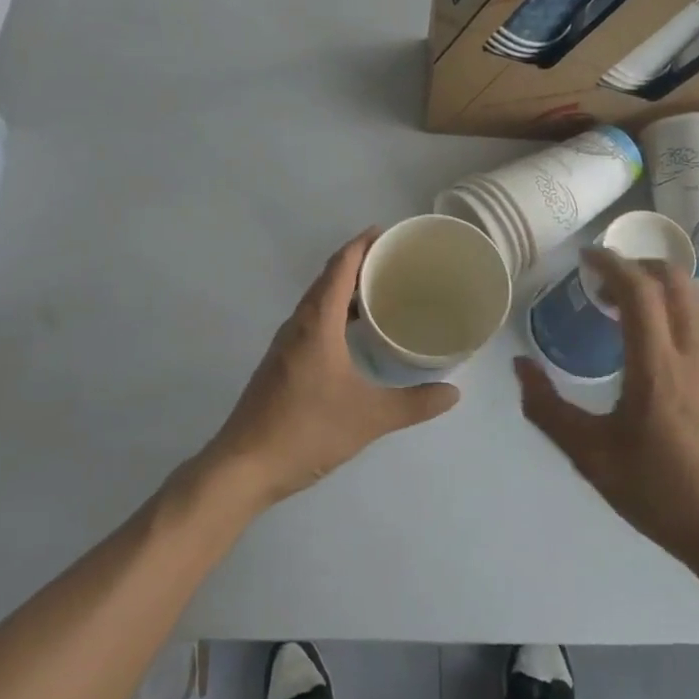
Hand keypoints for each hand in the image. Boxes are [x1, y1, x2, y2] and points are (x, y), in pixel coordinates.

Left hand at [202, 230, 460, 507]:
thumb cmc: (306, 430)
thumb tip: (453, 392)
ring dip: (344, 289)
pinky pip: (311, 321)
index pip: (339, 268)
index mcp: (316, 323)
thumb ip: (413, 404)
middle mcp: (298, 325)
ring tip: (380, 291)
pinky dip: (334, 313)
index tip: (388, 233)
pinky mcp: (281, 363)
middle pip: (327, 279)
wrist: (245, 465)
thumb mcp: (369, 418)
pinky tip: (353, 334)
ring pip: (317, 302)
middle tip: (394, 261)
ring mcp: (285, 344)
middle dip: (358, 263)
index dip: (362, 245)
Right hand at [515, 249, 698, 571]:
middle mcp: (695, 352)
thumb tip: (520, 366)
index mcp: (658, 366)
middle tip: (604, 280)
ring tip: (625, 308)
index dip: (611, 264)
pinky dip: (675, 310)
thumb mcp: (590, 456)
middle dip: (638, 265)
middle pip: (675, 280)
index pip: (640, 290)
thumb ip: (548, 409)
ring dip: (659, 286)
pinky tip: (655, 343)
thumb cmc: (660, 492)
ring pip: (694, 298)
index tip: (586, 257)